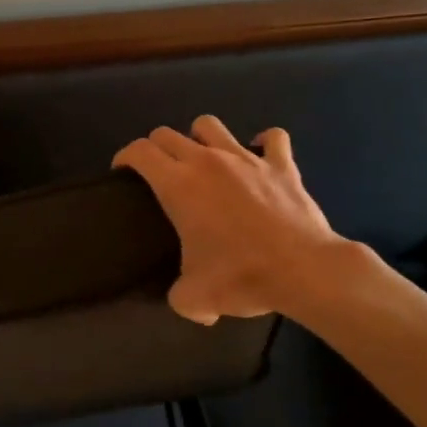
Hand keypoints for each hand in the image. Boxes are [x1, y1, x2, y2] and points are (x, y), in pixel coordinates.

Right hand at [114, 114, 353, 324]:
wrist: (304, 269)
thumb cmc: (241, 276)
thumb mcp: (196, 298)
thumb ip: (179, 297)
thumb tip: (185, 301)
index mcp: (178, 185)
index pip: (139, 152)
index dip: (125, 157)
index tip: (123, 173)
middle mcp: (207, 161)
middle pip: (167, 134)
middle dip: (156, 148)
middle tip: (158, 173)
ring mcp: (246, 158)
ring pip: (210, 125)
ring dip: (200, 137)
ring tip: (203, 159)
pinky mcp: (281, 164)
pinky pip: (272, 138)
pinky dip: (263, 144)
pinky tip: (259, 156)